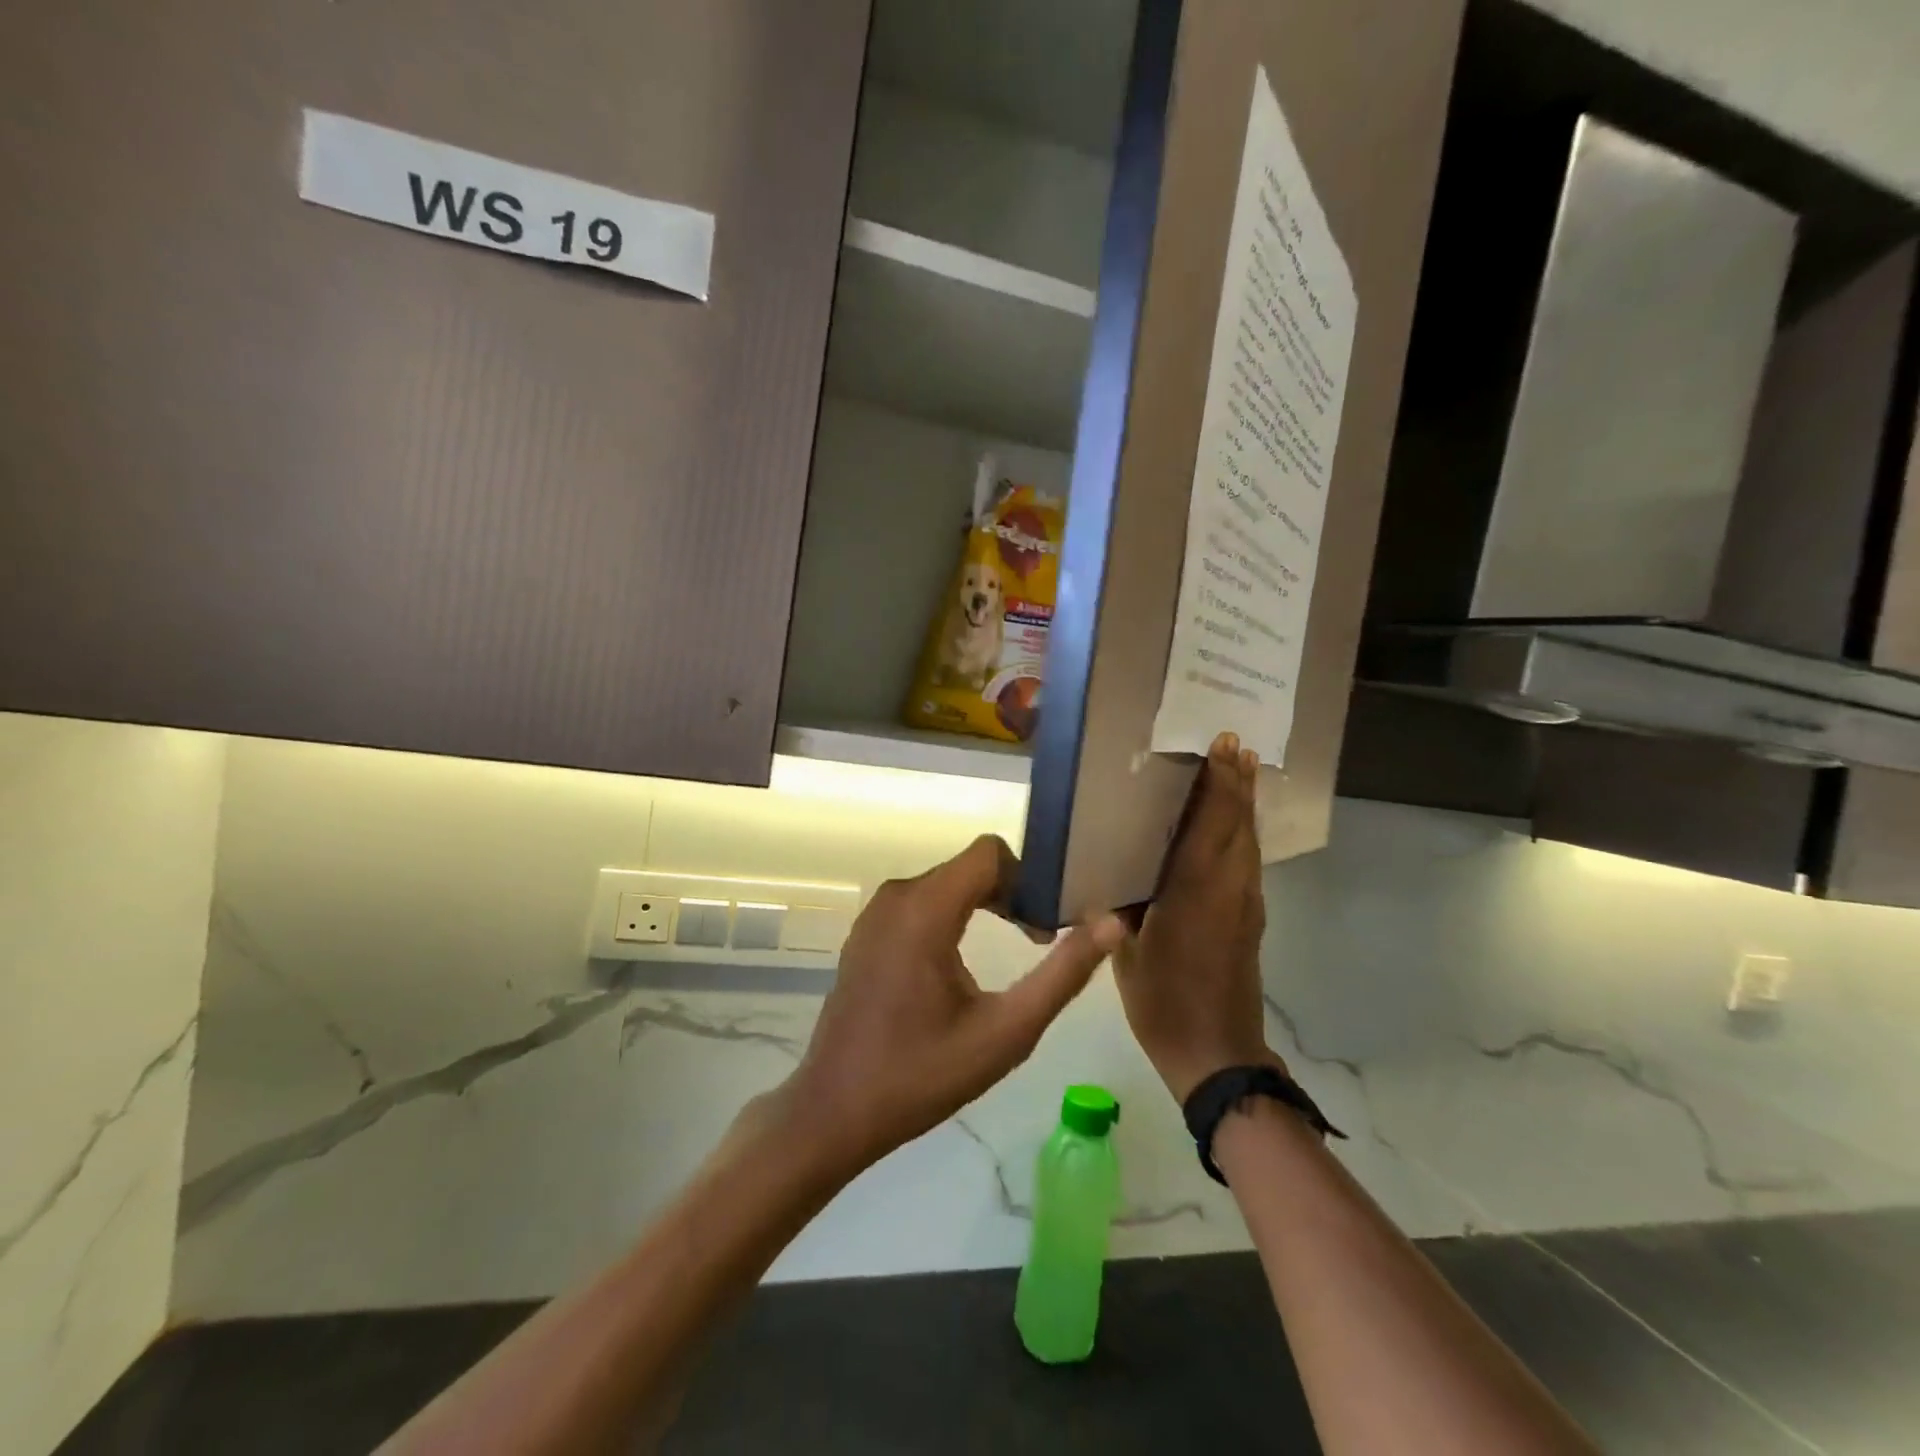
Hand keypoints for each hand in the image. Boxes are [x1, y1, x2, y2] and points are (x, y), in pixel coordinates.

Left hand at [775, 835, 1125, 1173]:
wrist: (835, 1110)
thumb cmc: (923, 1074)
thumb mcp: (1006, 1031)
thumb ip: (1063, 974)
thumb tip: (1111, 923)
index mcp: (925, 909)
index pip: (990, 852)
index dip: (1029, 877)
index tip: (1048, 922)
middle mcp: (896, 896)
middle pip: (970, 867)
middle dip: (1011, 894)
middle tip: (1039, 941)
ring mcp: (875, 912)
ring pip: (947, 883)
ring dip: (984, 906)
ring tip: (1011, 951)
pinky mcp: (867, 932)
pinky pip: (921, 903)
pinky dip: (952, 917)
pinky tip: (962, 967)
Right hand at [1115, 732, 1280, 1101]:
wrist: (1217, 1053)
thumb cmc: (1163, 1002)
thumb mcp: (1129, 952)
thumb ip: (1124, 907)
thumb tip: (1115, 876)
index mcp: (1196, 891)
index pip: (1211, 823)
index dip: (1218, 782)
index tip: (1223, 745)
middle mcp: (1230, 888)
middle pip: (1239, 823)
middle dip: (1237, 782)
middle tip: (1233, 744)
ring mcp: (1246, 903)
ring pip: (1248, 840)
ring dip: (1244, 803)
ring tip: (1240, 769)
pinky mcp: (1250, 918)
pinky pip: (1248, 860)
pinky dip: (1242, 831)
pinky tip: (1231, 826)